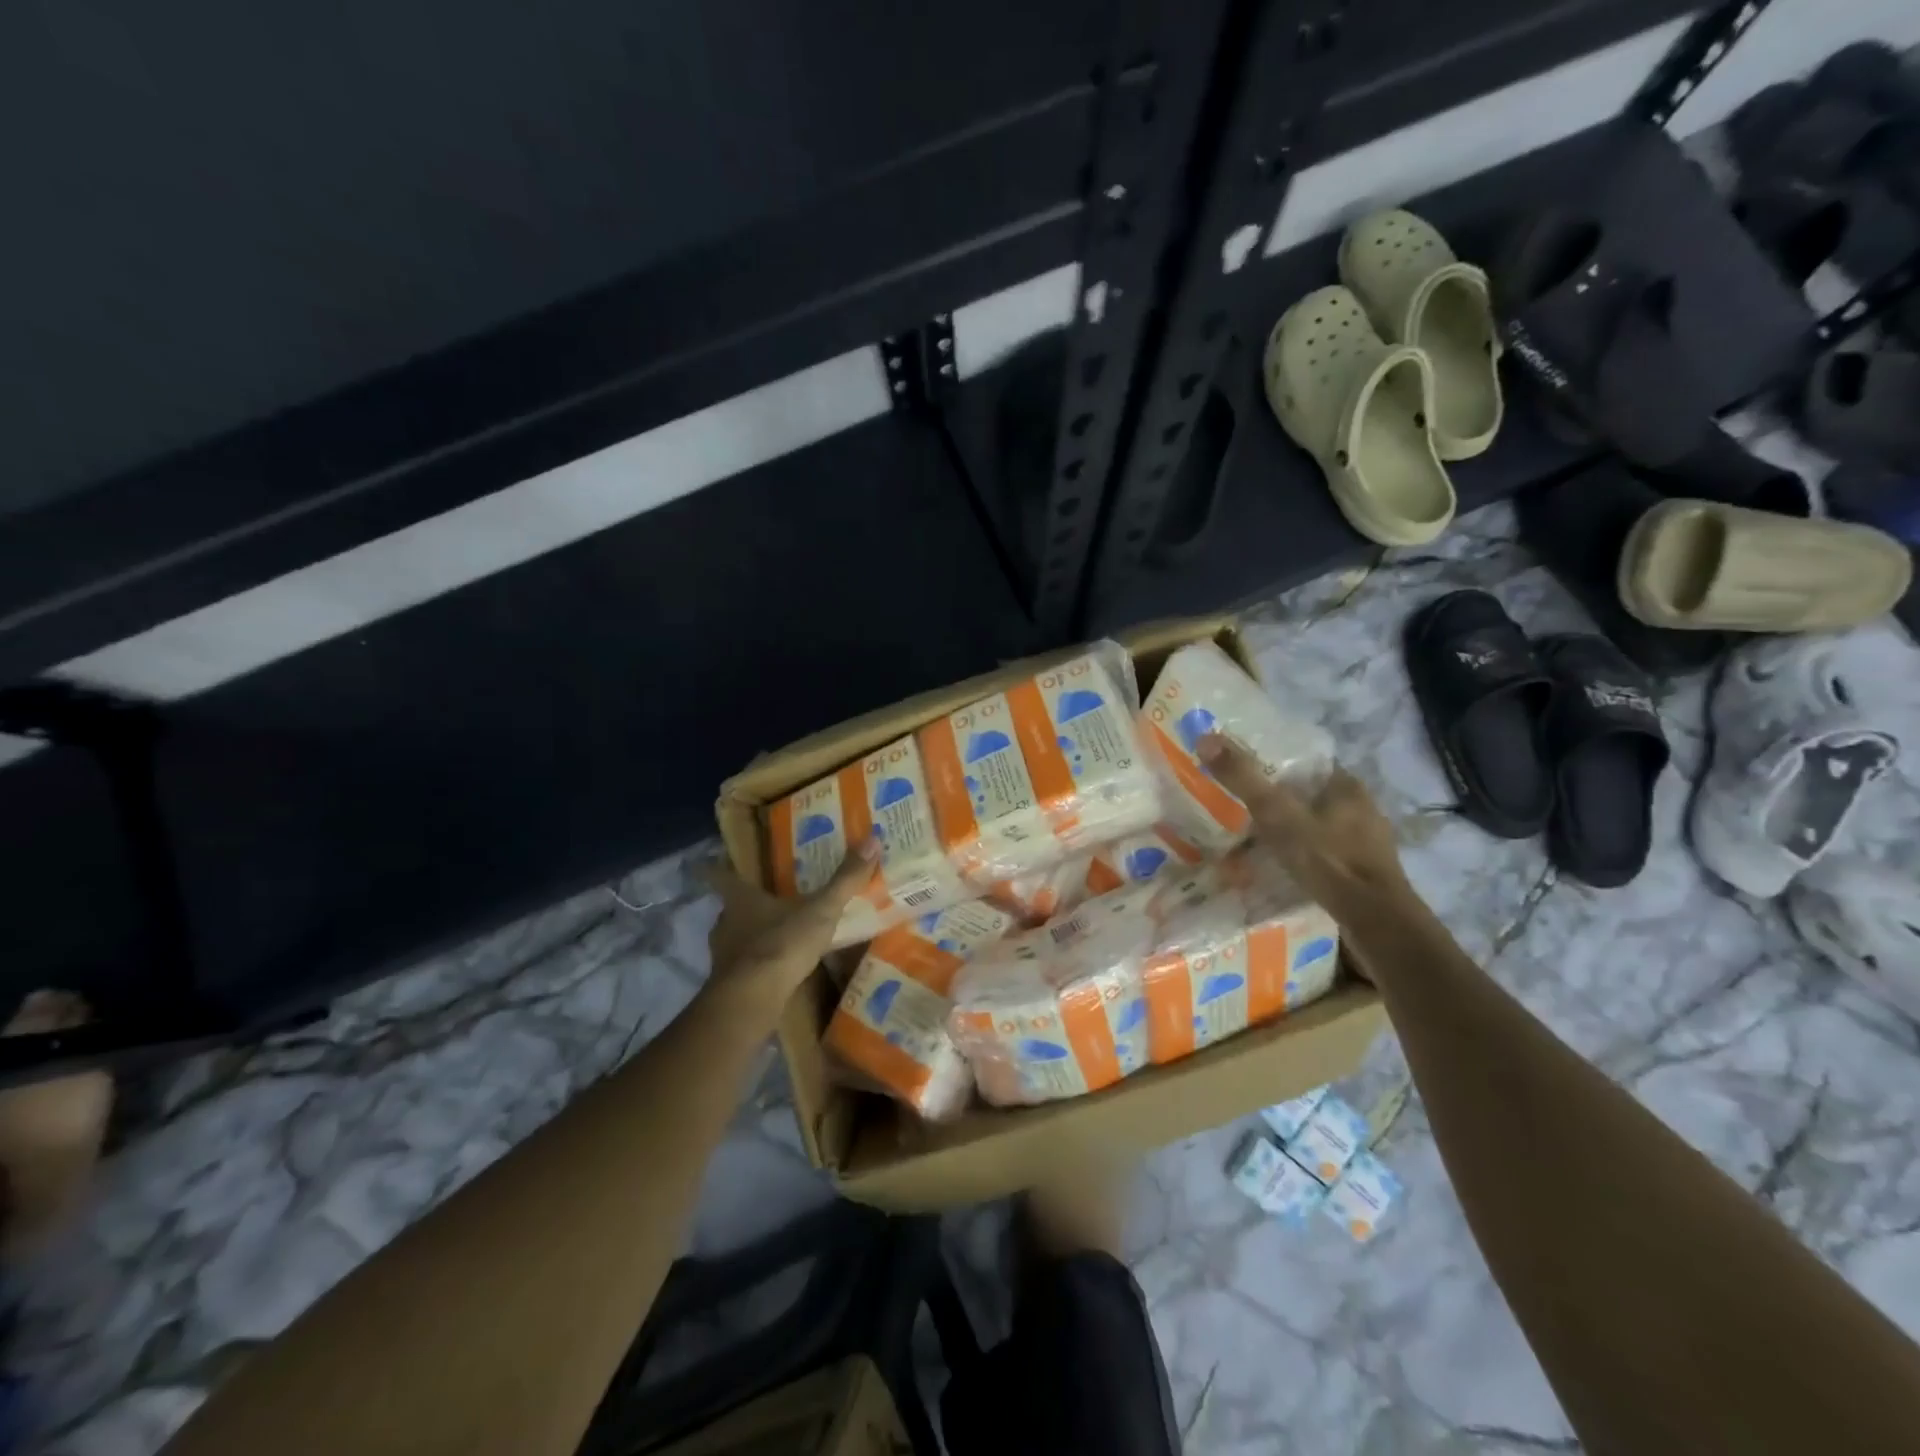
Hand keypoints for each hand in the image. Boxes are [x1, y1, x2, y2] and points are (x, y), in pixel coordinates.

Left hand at [702, 836, 880, 1022]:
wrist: (753, 1001)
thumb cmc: (782, 944)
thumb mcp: (821, 910)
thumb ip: (845, 879)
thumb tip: (872, 838)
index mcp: (740, 898)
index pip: (720, 875)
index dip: (718, 867)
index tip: (717, 861)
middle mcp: (725, 922)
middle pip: (731, 907)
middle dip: (748, 904)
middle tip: (770, 898)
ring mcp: (723, 955)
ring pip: (736, 937)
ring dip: (753, 935)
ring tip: (779, 934)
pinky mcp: (728, 984)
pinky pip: (745, 966)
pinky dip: (758, 964)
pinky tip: (777, 968)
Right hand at [1197, 734, 1412, 920]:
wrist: (1375, 922)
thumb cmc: (1328, 859)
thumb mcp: (1277, 815)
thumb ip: (1243, 779)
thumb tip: (1205, 737)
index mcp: (1347, 785)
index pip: (1308, 762)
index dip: (1276, 764)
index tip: (1246, 774)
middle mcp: (1364, 807)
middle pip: (1313, 794)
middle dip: (1283, 801)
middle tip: (1244, 809)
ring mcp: (1369, 842)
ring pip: (1321, 825)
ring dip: (1294, 830)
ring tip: (1259, 840)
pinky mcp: (1367, 873)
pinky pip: (1328, 853)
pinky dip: (1307, 856)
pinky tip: (1286, 868)